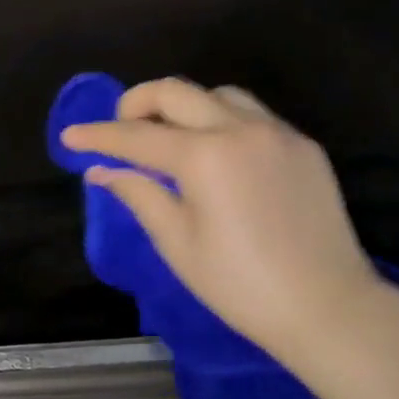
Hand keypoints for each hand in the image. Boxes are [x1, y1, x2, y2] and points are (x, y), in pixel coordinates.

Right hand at [60, 78, 380, 366]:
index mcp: (205, 156)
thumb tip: (102, 170)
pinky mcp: (303, 146)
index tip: (71, 136)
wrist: (327, 307)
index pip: (137, 136)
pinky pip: (253, 115)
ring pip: (219, 94)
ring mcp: (278, 133)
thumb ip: (139, 194)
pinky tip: (217, 153)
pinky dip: (222, 120)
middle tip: (119, 129)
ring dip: (184, 106)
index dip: (99, 136)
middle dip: (137, 103)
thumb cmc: (240, 286)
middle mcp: (242, 129)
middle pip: (177, 92)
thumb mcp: (178, 243)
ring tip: (170, 138)